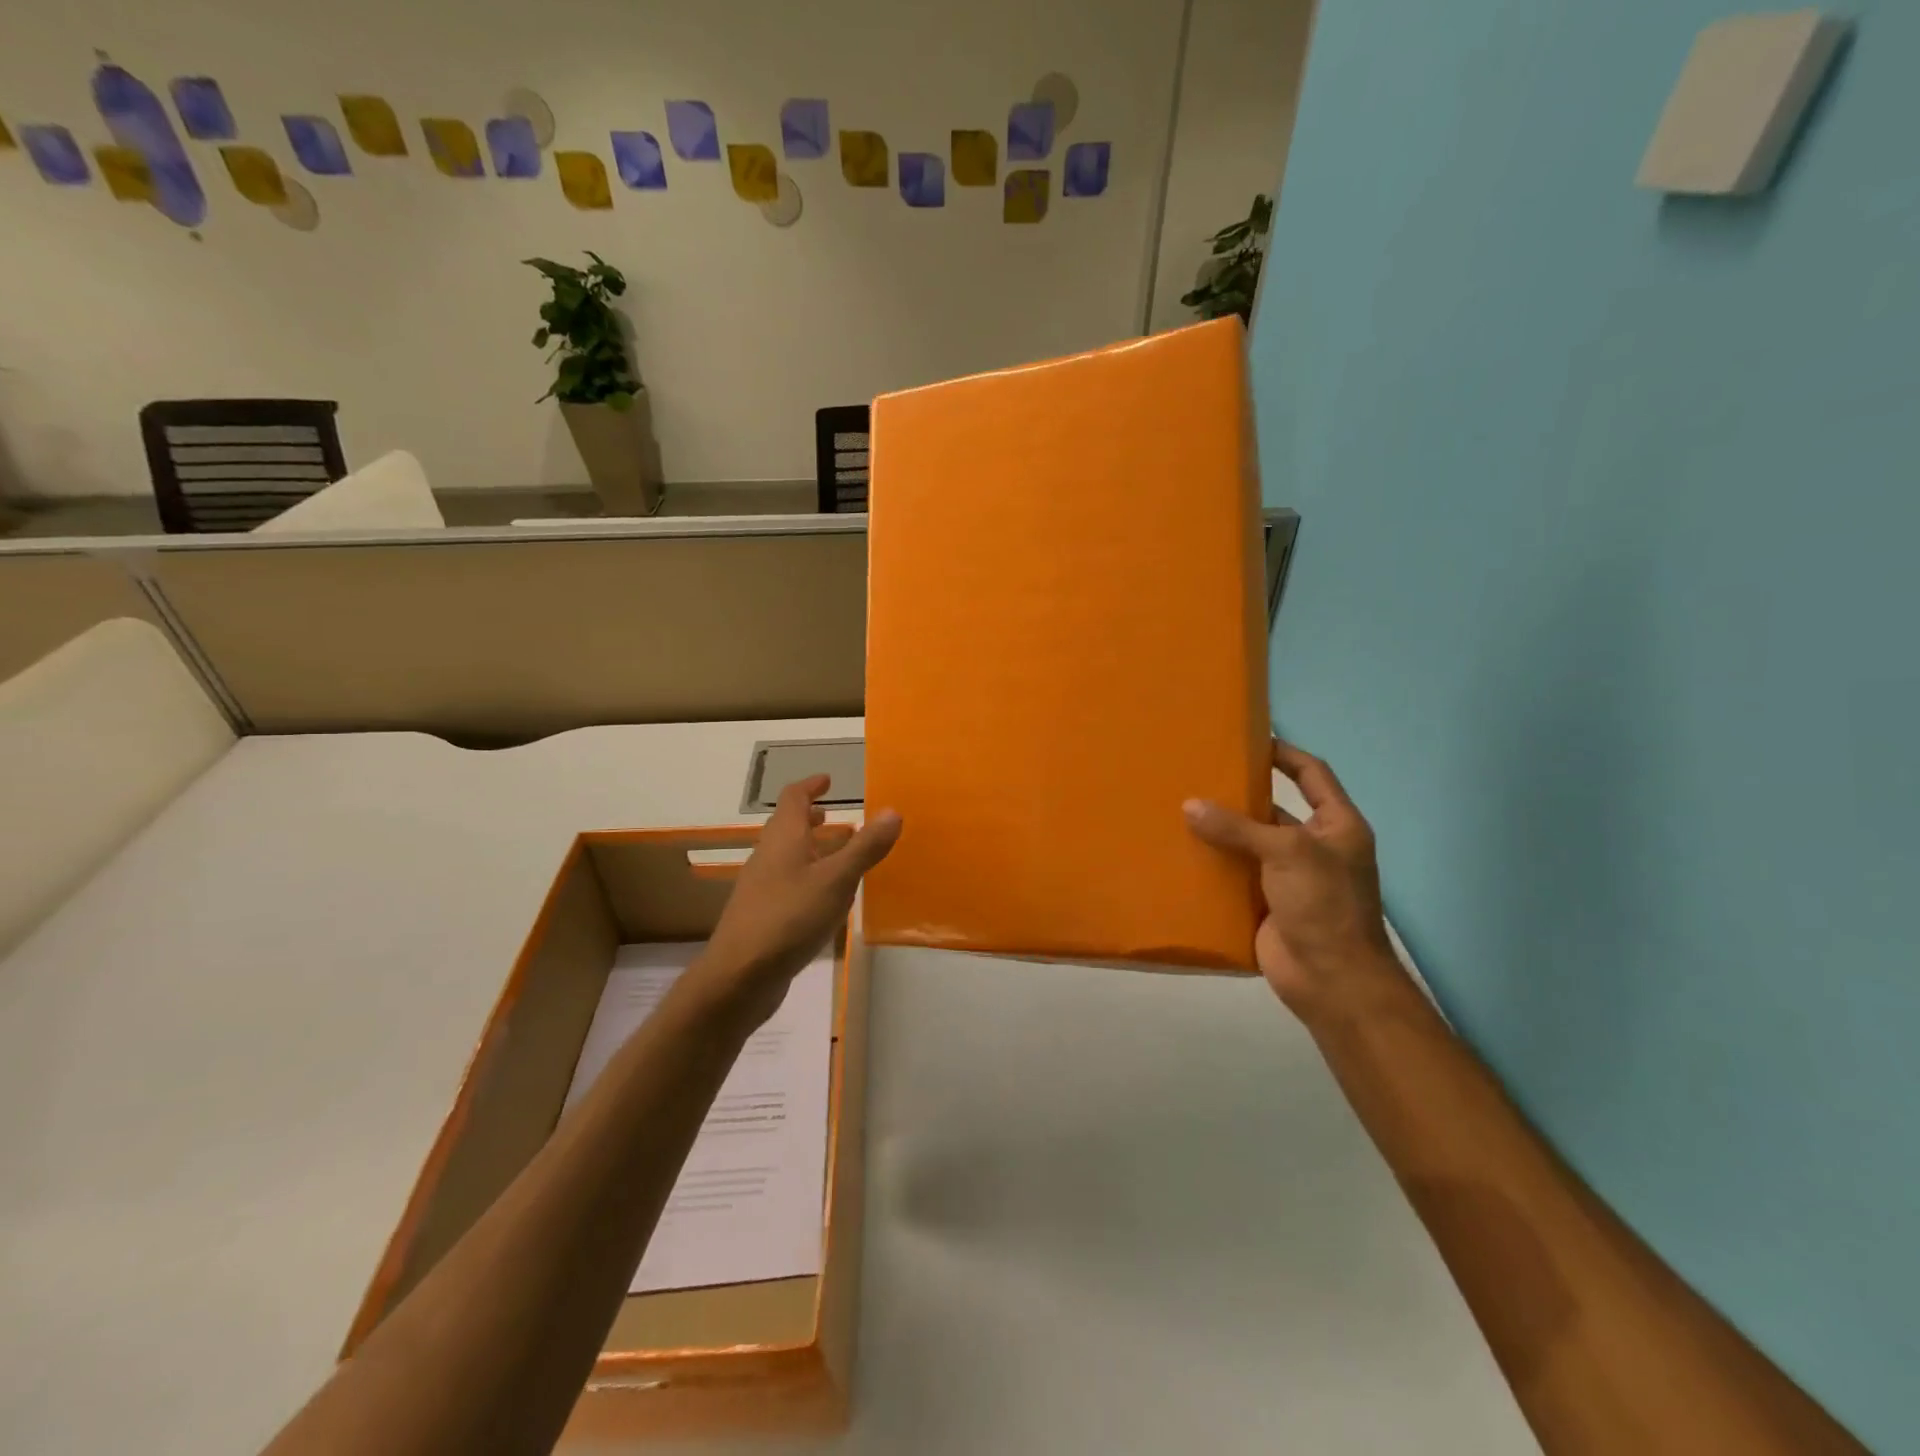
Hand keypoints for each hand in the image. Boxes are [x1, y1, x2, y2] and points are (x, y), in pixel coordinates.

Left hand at [694, 775, 901, 1023]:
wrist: (739, 977)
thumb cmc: (789, 917)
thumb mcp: (836, 880)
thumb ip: (865, 847)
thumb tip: (892, 811)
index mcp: (783, 839)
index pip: (793, 798)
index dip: (810, 786)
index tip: (828, 780)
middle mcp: (768, 857)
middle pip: (789, 828)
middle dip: (814, 819)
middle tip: (838, 817)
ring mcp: (763, 888)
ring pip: (791, 858)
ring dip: (815, 850)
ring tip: (843, 855)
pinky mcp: (764, 917)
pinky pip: (791, 885)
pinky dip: (812, 879)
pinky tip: (830, 900)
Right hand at [1184, 739, 1400, 1019]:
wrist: (1332, 979)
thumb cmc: (1324, 904)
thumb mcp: (1287, 852)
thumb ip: (1237, 827)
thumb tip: (1189, 806)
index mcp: (1336, 826)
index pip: (1312, 775)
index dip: (1284, 754)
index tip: (1248, 740)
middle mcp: (1314, 847)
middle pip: (1275, 809)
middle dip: (1240, 795)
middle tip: (1197, 775)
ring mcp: (1289, 877)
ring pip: (1250, 844)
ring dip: (1221, 831)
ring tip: (1179, 809)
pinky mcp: (1265, 903)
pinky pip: (1235, 876)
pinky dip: (1212, 866)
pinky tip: (1181, 853)